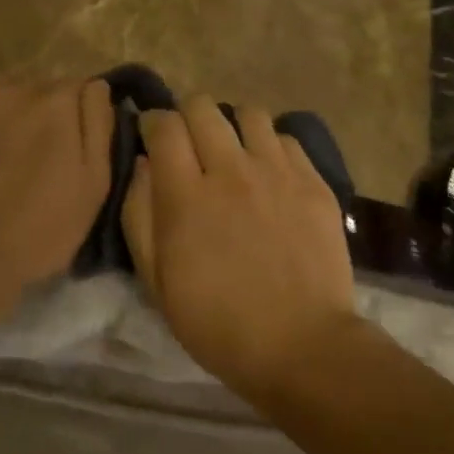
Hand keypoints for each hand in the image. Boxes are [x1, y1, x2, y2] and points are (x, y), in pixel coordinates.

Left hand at [0, 71, 114, 297]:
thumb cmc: (38, 230)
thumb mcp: (94, 186)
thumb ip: (98, 125)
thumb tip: (97, 85)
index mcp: (55, 103)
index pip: (75, 86)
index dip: (74, 114)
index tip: (67, 143)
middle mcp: (11, 86)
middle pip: (33, 84)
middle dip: (37, 109)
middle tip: (29, 152)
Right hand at [122, 96, 358, 399]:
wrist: (301, 346)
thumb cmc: (216, 322)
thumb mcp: (156, 280)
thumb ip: (139, 214)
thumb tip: (143, 165)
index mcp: (186, 194)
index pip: (164, 125)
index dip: (153, 123)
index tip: (152, 137)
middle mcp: (231, 170)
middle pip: (203, 107)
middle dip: (188, 117)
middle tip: (190, 146)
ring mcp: (277, 173)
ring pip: (249, 114)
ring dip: (232, 127)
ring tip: (233, 154)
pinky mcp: (314, 183)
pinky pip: (287, 139)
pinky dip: (270, 147)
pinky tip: (269, 174)